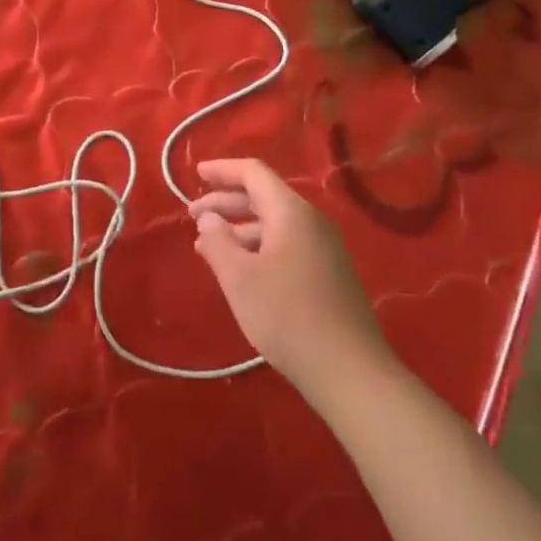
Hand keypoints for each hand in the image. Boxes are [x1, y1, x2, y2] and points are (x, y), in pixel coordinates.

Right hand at [189, 158, 390, 398]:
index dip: (223, 170)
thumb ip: (218, 242)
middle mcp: (311, 221)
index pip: (254, 173)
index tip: (196, 173)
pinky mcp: (328, 273)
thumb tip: (208, 218)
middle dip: (225, 202)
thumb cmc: (288, 317)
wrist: (349, 370)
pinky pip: (286, 244)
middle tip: (191, 215)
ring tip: (207, 247)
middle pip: (263, 196)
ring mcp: (323, 247)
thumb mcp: (240, 279)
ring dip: (239, 229)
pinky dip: (258, 247)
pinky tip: (241, 270)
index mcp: (291, 212)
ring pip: (274, 224)